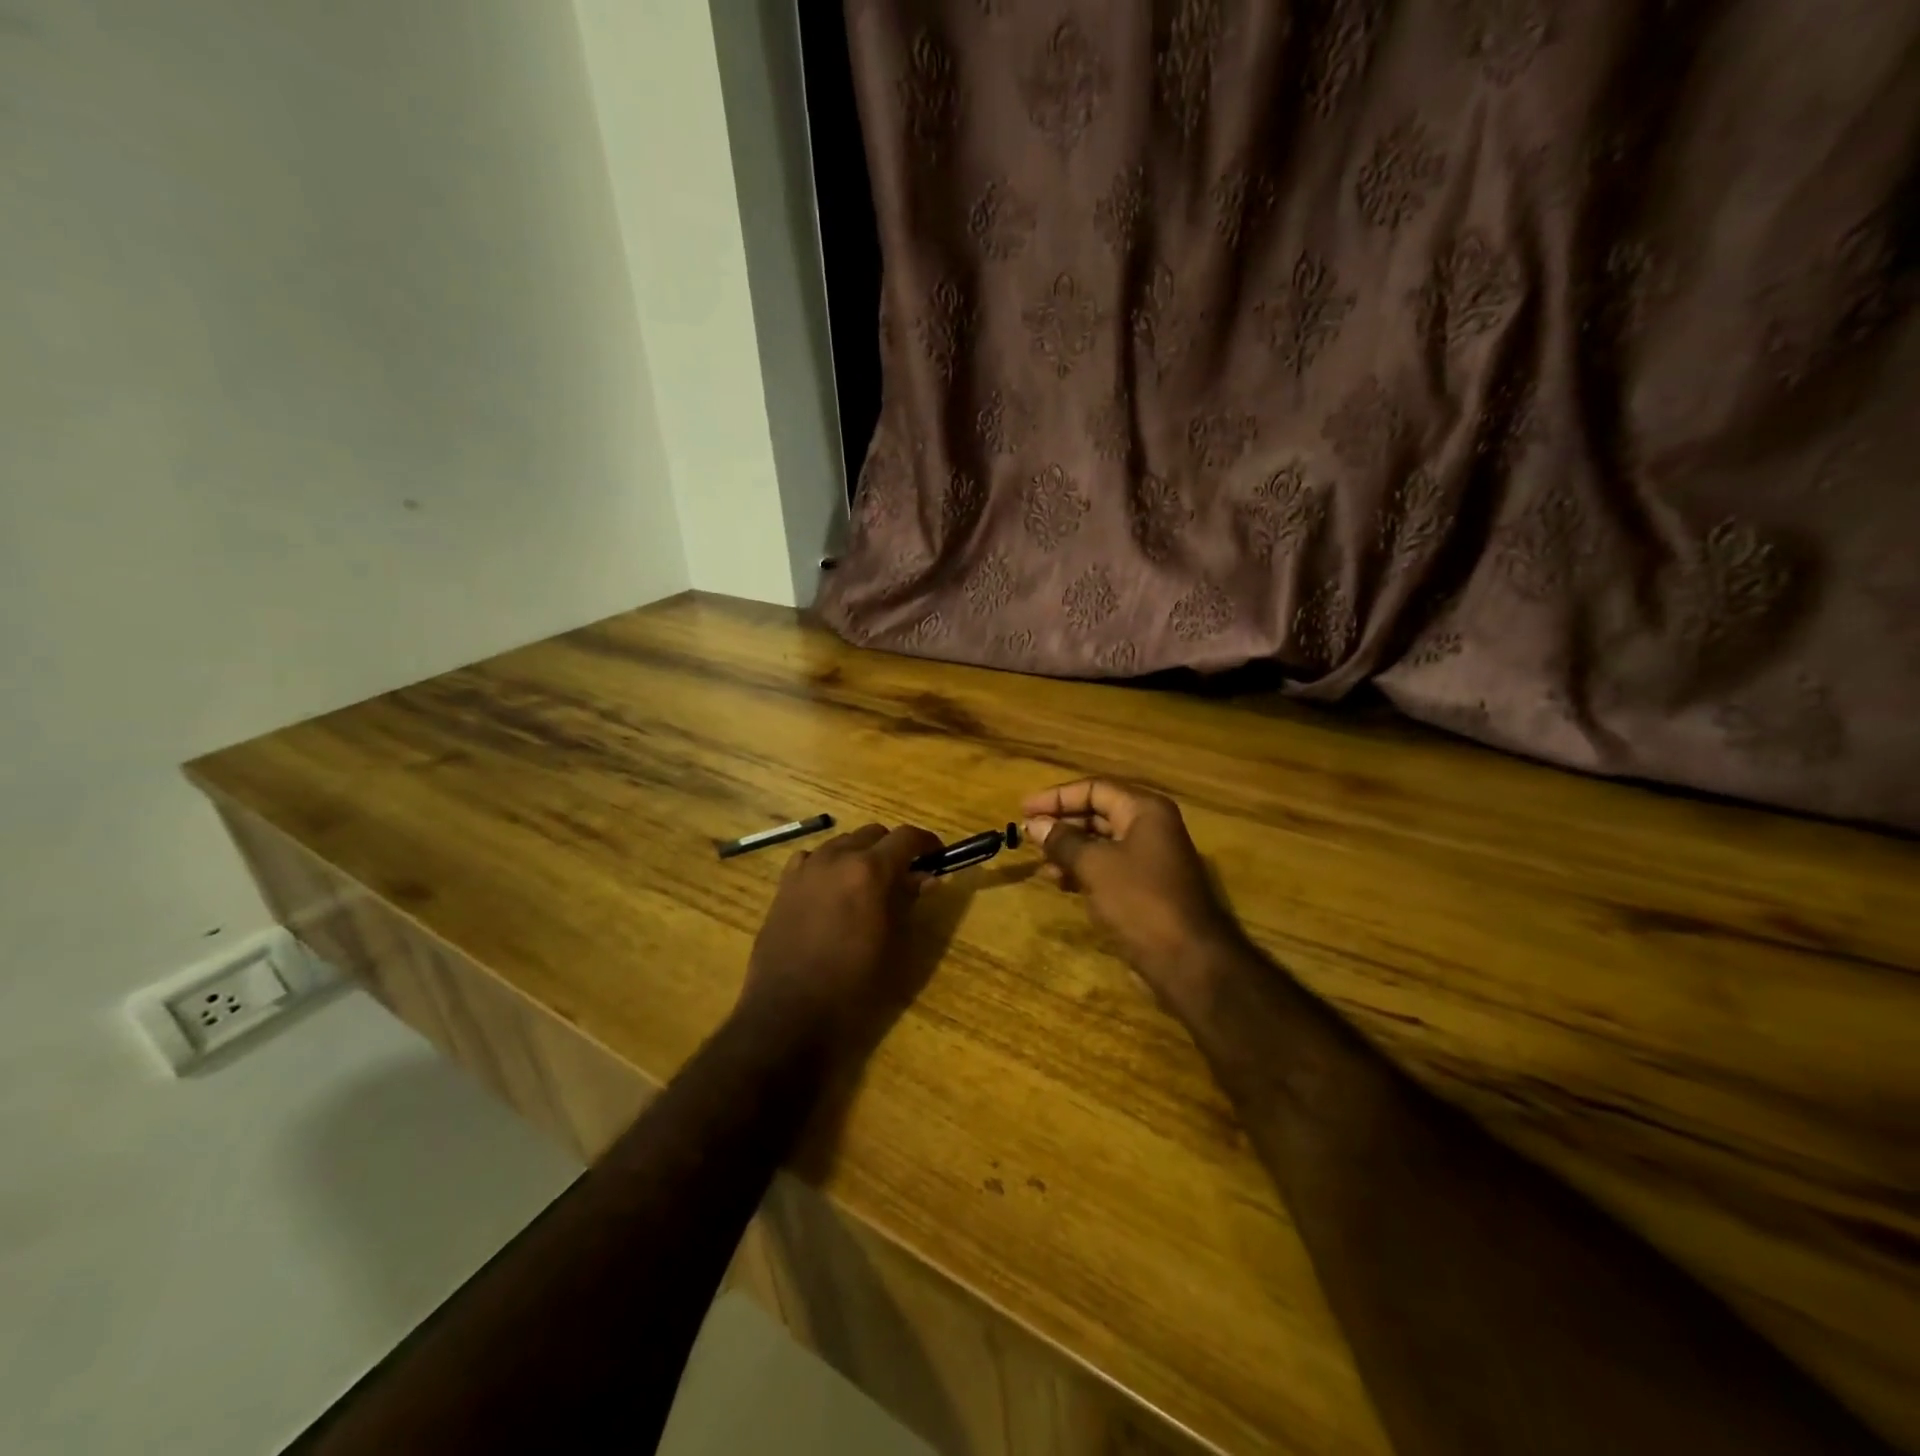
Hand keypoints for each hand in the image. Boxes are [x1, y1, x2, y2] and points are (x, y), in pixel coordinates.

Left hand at [739, 822, 942, 1052]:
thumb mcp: (894, 946)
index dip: (927, 843)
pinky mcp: (783, 886)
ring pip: (841, 842)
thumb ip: (908, 902)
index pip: (906, 837)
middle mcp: (836, 858)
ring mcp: (805, 869)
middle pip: (873, 834)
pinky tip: (831, 889)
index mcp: (869, 870)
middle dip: (893, 848)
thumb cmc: (853, 985)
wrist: (789, 1013)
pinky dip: (827, 864)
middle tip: (905, 875)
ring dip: (860, 854)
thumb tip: (925, 878)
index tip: (938, 856)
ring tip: (867, 883)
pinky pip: (810, 859)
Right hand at [1023, 780, 1245, 1012]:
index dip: (1057, 797)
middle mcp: (1150, 827)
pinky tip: (1059, 882)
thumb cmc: (1140, 901)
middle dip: (1062, 824)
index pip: (1094, 789)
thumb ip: (1062, 841)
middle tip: (1027, 836)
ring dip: (1068, 850)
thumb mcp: (1095, 866)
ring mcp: (1149, 858)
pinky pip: (1107, 867)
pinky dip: (1082, 870)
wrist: (1187, 960)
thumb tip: (1034, 824)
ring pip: (1100, 843)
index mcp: (1144, 810)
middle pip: (1098, 813)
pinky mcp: (1145, 886)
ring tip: (1040, 864)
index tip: (1024, 810)